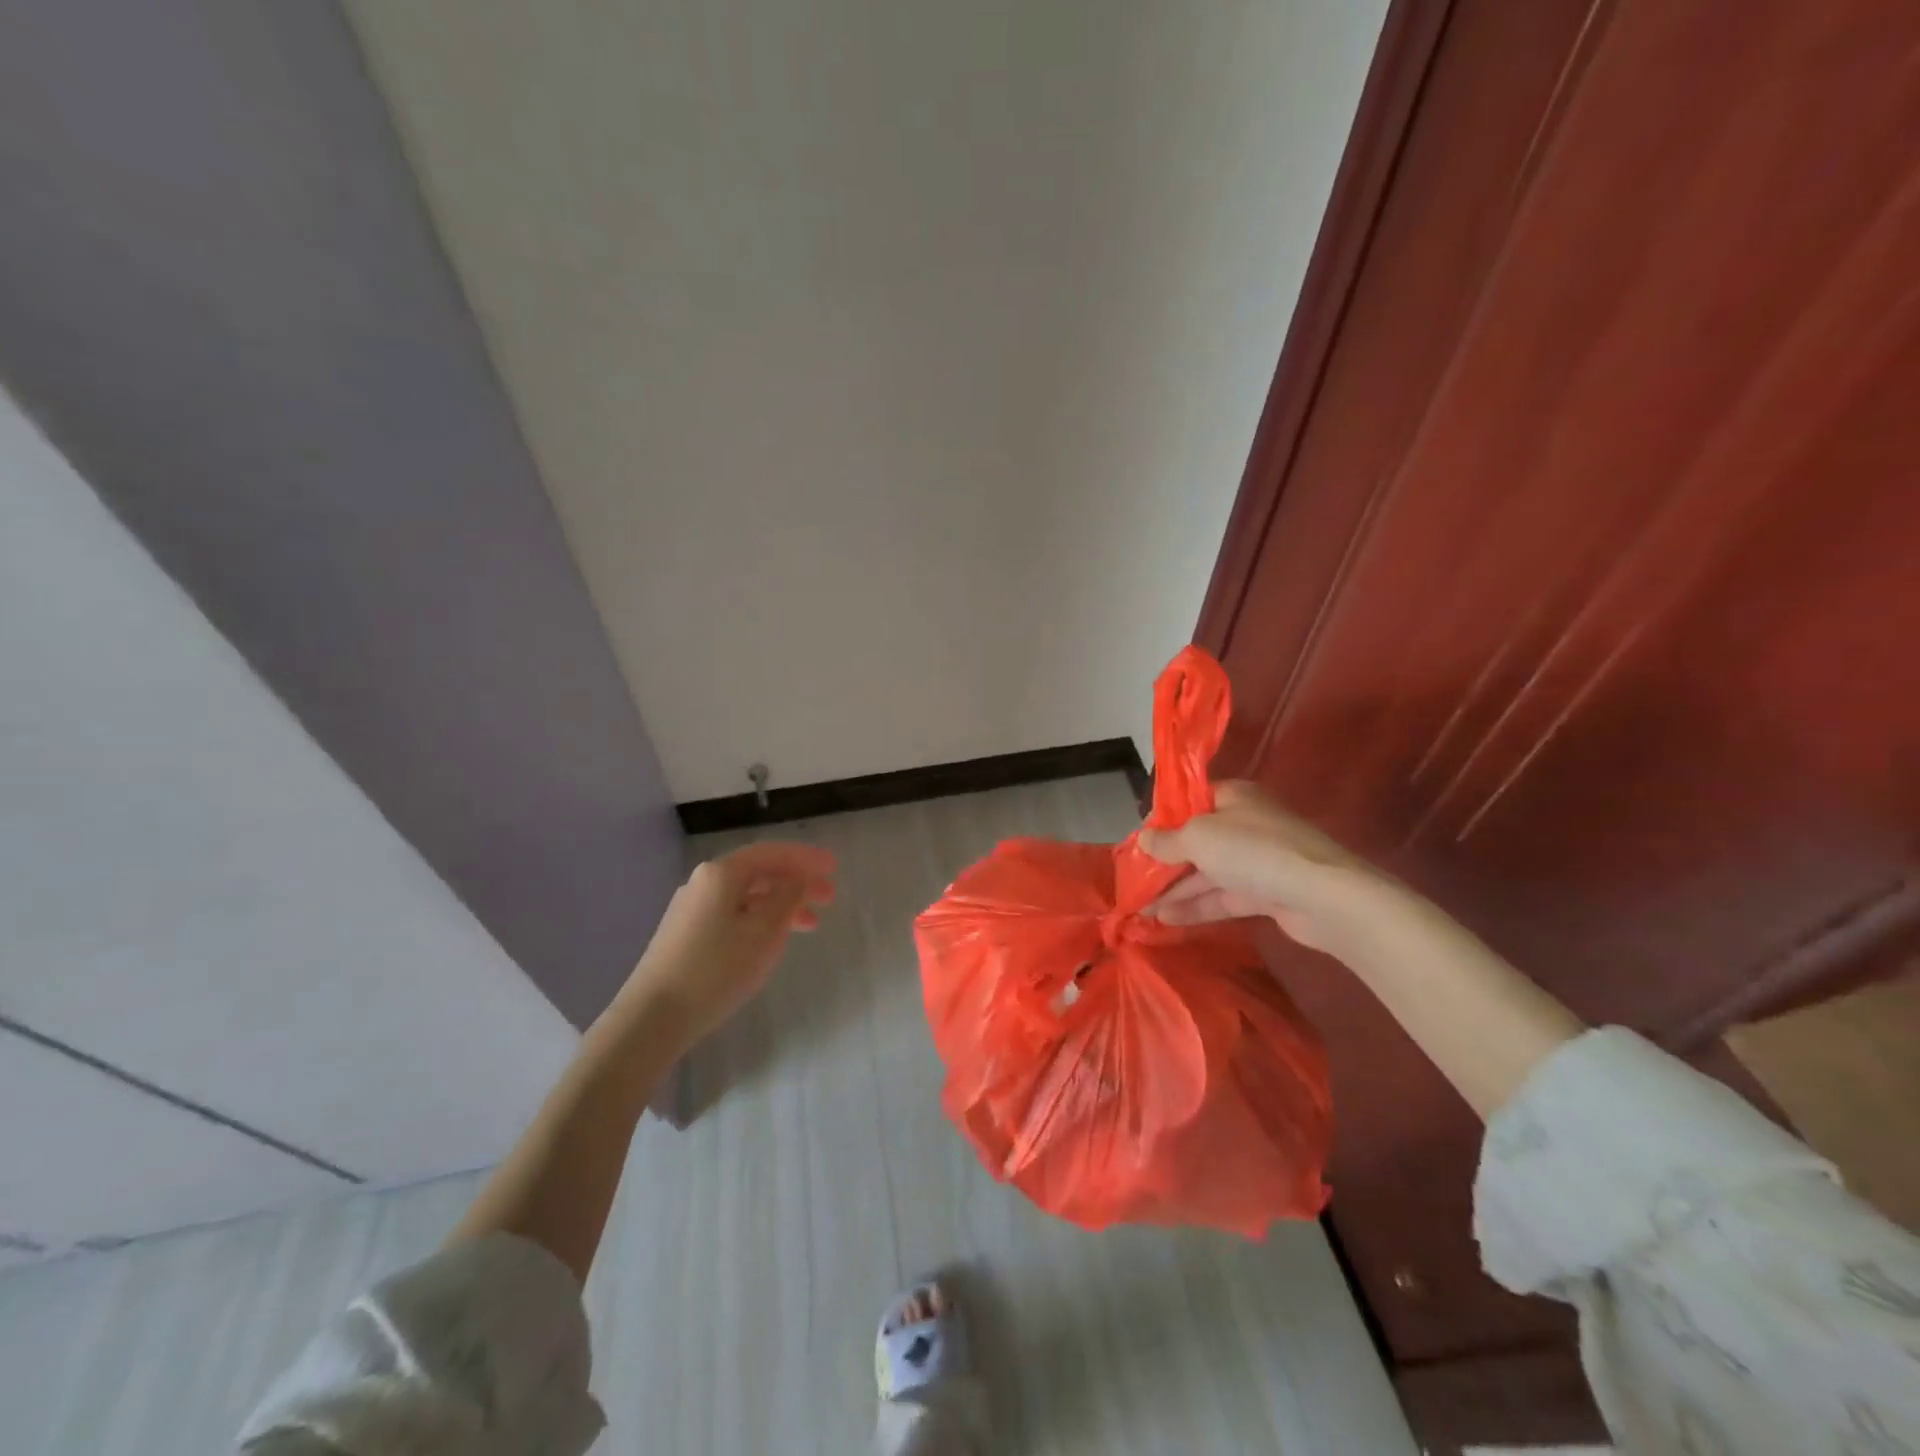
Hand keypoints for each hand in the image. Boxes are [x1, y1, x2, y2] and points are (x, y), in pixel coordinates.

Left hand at [621, 841, 836, 1047]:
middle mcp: (703, 882)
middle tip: (829, 898)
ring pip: (747, 896)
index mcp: (721, 873)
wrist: (653, 1017)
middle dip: (796, 882)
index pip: (771, 853)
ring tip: (809, 925)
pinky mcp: (685, 935)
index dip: (805, 858)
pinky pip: (733, 914)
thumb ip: (788, 897)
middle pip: (759, 872)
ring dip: (781, 904)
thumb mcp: (765, 931)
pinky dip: (760, 919)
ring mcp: (691, 909)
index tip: (833, 867)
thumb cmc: (716, 969)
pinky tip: (771, 940)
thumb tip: (799, 877)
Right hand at [1137, 781, 1383, 951]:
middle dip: (1165, 861)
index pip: (1191, 802)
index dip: (1163, 820)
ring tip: (1142, 908)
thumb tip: (1143, 840)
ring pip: (1209, 872)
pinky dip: (1197, 906)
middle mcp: (1246, 824)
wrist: (1325, 897)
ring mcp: (1258, 861)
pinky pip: (1224, 897)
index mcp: (1234, 797)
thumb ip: (1168, 841)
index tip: (1138, 842)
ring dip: (1176, 889)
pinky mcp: (1267, 894)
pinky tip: (1167, 920)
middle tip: (1134, 880)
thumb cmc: (1254, 851)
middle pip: (1198, 840)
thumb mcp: (1199, 838)